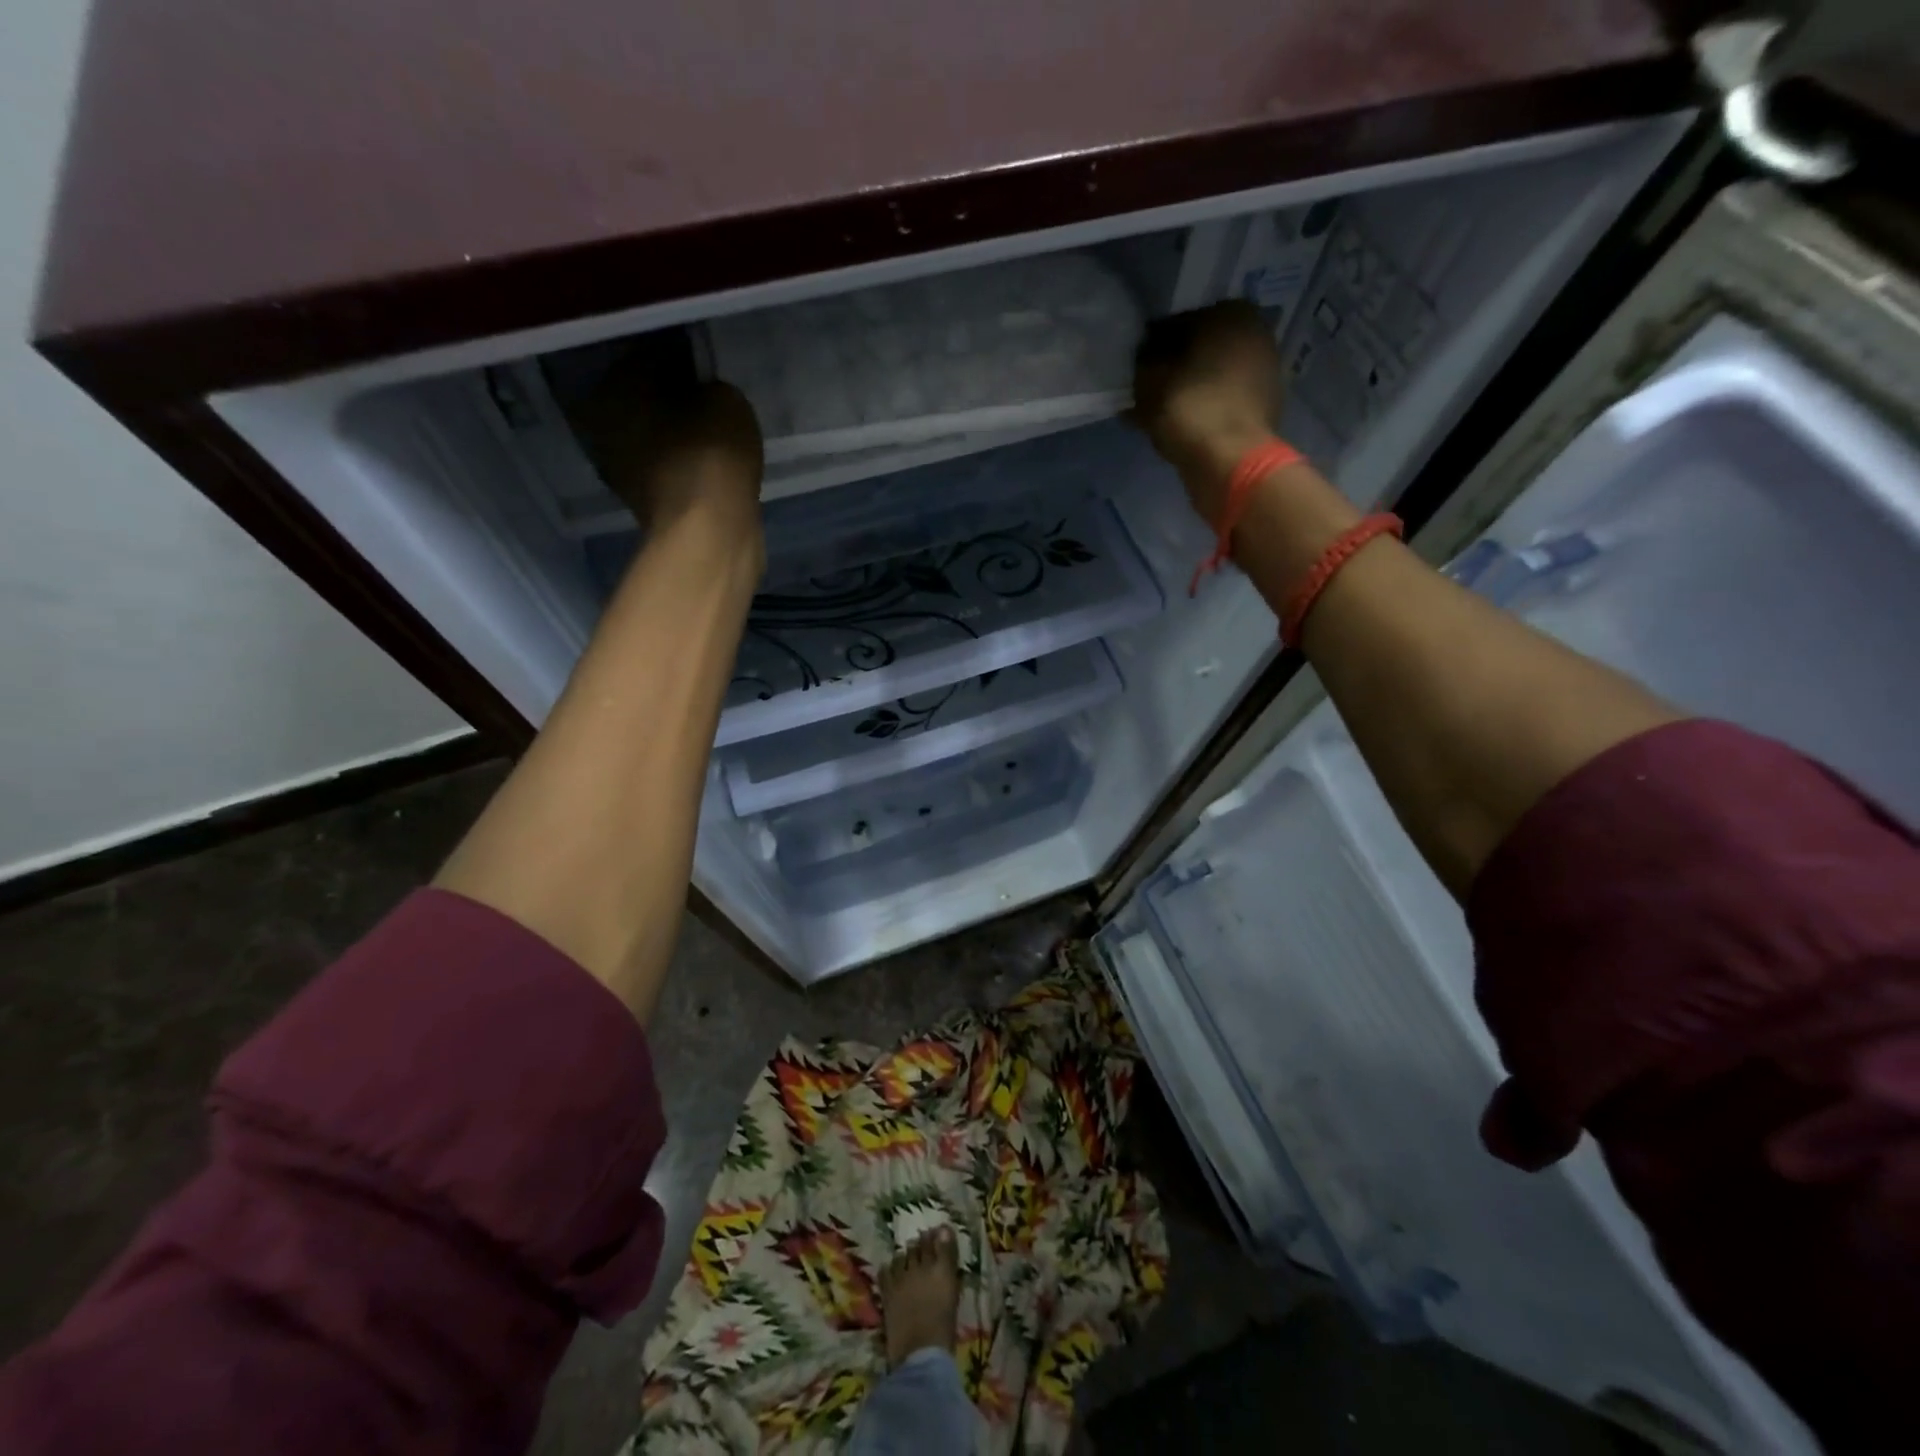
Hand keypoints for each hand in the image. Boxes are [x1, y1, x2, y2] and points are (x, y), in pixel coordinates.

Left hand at [565, 339, 765, 565]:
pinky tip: (707, 462)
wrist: (708, 533)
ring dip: (674, 432)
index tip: (702, 363)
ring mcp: (619, 468)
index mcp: (614, 384)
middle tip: (705, 395)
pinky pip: (665, 468)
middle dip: (669, 395)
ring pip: (650, 435)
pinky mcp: (642, 503)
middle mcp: (603, 422)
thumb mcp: (725, 399)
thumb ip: (709, 387)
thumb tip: (701, 392)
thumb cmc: (710, 453)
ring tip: (710, 430)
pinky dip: (681, 463)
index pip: (647, 353)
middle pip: (641, 397)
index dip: (679, 355)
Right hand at [1130, 300, 1284, 527]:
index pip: (1177, 322)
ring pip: (1210, 376)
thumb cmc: (1190, 408)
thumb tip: (1142, 361)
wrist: (1231, 462)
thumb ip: (1141, 363)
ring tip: (1155, 412)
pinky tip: (1177, 426)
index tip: (1133, 369)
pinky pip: (1220, 401)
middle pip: (1199, 349)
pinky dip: (1201, 409)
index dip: (1150, 346)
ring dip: (1184, 390)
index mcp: (1232, 312)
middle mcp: (1256, 334)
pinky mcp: (1262, 408)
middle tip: (1143, 390)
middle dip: (1172, 368)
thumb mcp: (1149, 380)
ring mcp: (1264, 372)